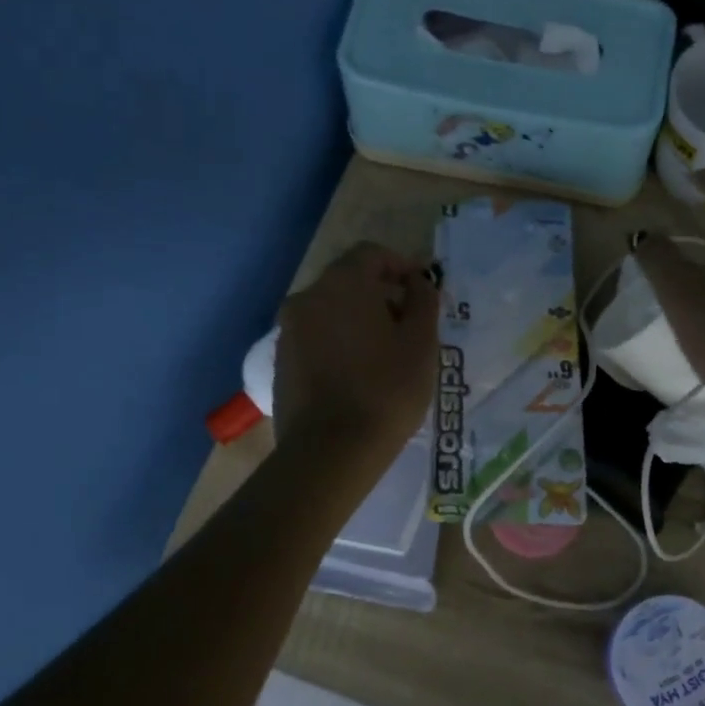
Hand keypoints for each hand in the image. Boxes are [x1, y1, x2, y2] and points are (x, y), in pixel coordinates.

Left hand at [273, 242, 438, 463]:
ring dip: (358, 319)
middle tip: (408, 323)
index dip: (401, 265)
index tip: (422, 289)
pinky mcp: (281, 362)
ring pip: (330, 311)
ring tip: (385, 352)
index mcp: (342, 284)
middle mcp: (307, 298)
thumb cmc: (386, 390)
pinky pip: (315, 337)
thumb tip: (418, 282)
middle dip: (380, 294)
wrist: (330, 451)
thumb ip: (423, 301)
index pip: (371, 254)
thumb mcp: (422, 343)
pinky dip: (338, 342)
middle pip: (348, 281)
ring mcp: (288, 331)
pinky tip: (358, 373)